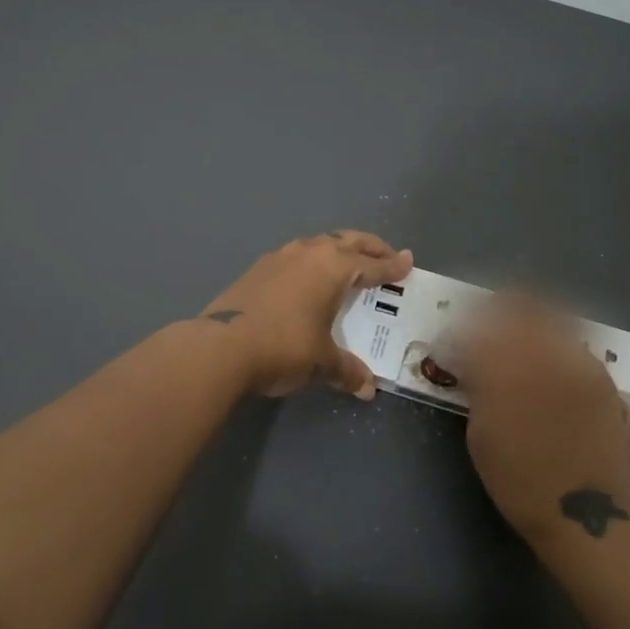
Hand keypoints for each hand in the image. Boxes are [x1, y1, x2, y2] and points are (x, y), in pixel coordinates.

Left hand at [200, 232, 412, 397]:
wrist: (221, 346)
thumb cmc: (284, 346)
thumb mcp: (321, 361)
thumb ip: (346, 370)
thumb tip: (366, 387)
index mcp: (333, 267)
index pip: (372, 264)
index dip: (392, 266)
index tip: (408, 261)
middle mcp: (310, 253)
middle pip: (348, 241)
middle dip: (370, 247)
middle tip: (386, 255)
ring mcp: (280, 257)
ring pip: (319, 244)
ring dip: (338, 250)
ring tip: (347, 264)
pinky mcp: (258, 269)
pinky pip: (296, 257)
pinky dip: (312, 262)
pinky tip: (308, 278)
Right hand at [458, 296, 629, 545]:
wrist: (587, 514)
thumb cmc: (520, 482)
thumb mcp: (481, 435)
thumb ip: (477, 387)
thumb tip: (471, 363)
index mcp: (504, 369)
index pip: (475, 329)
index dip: (460, 330)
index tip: (452, 339)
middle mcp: (543, 353)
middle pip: (518, 306)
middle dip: (497, 308)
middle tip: (484, 321)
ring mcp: (577, 361)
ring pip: (551, 317)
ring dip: (529, 318)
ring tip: (517, 332)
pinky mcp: (601, 375)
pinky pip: (572, 343)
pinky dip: (555, 341)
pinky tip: (548, 359)